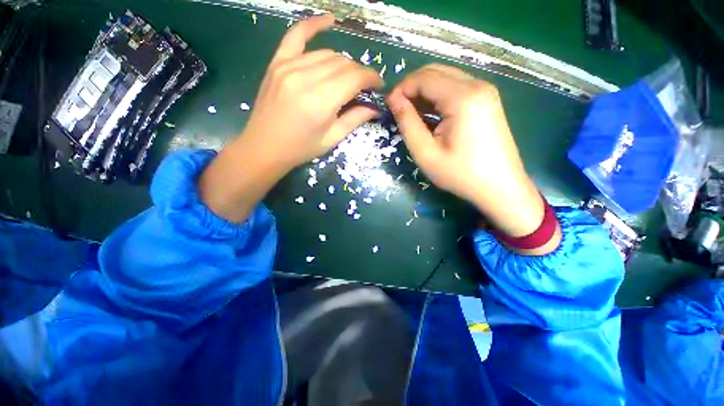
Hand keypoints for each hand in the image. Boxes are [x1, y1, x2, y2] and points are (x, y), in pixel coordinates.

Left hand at [243, 13, 381, 168]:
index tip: (378, 85)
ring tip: (347, 78)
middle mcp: (306, 77)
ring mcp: (289, 66)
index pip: (355, 77)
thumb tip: (376, 107)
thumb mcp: (332, 139)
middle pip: (343, 63)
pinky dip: (313, 25)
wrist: (265, 147)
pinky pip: (296, 35)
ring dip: (344, 64)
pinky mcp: (277, 62)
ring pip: (327, 53)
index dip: (372, 78)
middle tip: (363, 88)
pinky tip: (330, 21)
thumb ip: (355, 119)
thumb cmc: (301, 148)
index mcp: (321, 101)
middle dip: (359, 74)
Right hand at [387, 64, 559, 253]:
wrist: (500, 188)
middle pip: (436, 72)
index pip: (424, 77)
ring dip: (424, 92)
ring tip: (412, 114)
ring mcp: (485, 91)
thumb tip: (393, 100)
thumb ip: (407, 123)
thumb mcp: (426, 152)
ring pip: (446, 79)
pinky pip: (456, 89)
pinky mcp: (487, 101)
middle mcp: (477, 85)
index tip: (389, 106)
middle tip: (398, 110)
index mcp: (463, 97)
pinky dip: (438, 98)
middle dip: (412, 87)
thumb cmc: (460, 174)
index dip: (402, 88)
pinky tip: (431, 116)